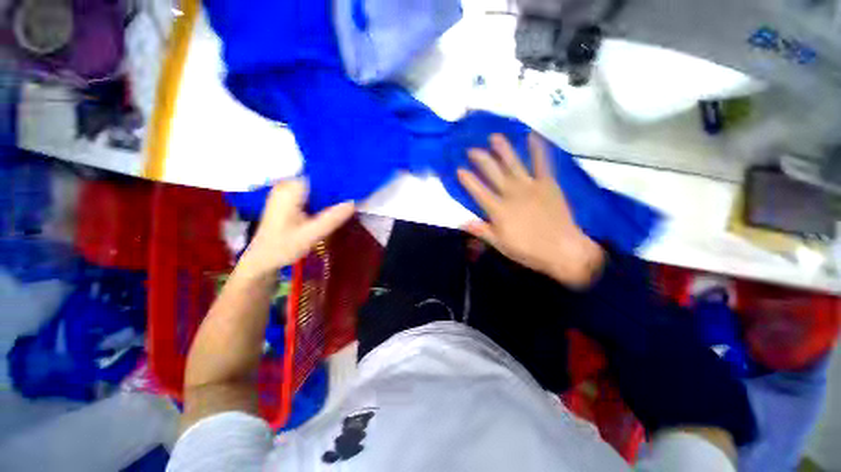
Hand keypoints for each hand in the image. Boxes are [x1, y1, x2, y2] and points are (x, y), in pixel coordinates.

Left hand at [238, 180, 354, 277]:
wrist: (262, 259)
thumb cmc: (283, 247)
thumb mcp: (311, 234)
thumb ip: (332, 218)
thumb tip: (354, 202)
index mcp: (290, 190)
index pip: (318, 173)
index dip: (337, 175)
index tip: (354, 179)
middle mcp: (286, 185)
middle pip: (317, 177)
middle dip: (336, 182)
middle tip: (356, 188)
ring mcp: (286, 191)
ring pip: (315, 184)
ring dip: (331, 190)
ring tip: (349, 194)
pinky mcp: (288, 198)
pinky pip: (311, 191)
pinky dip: (323, 196)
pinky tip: (335, 202)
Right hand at [457, 133, 604, 287]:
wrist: (562, 250)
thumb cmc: (528, 250)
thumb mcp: (500, 244)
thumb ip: (481, 230)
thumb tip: (461, 222)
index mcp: (498, 209)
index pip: (478, 191)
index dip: (467, 180)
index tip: (459, 169)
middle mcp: (511, 193)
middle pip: (492, 172)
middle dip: (481, 159)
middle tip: (472, 149)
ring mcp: (530, 186)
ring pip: (513, 163)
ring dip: (503, 149)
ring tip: (494, 137)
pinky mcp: (547, 183)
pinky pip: (542, 163)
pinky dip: (537, 149)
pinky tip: (532, 136)